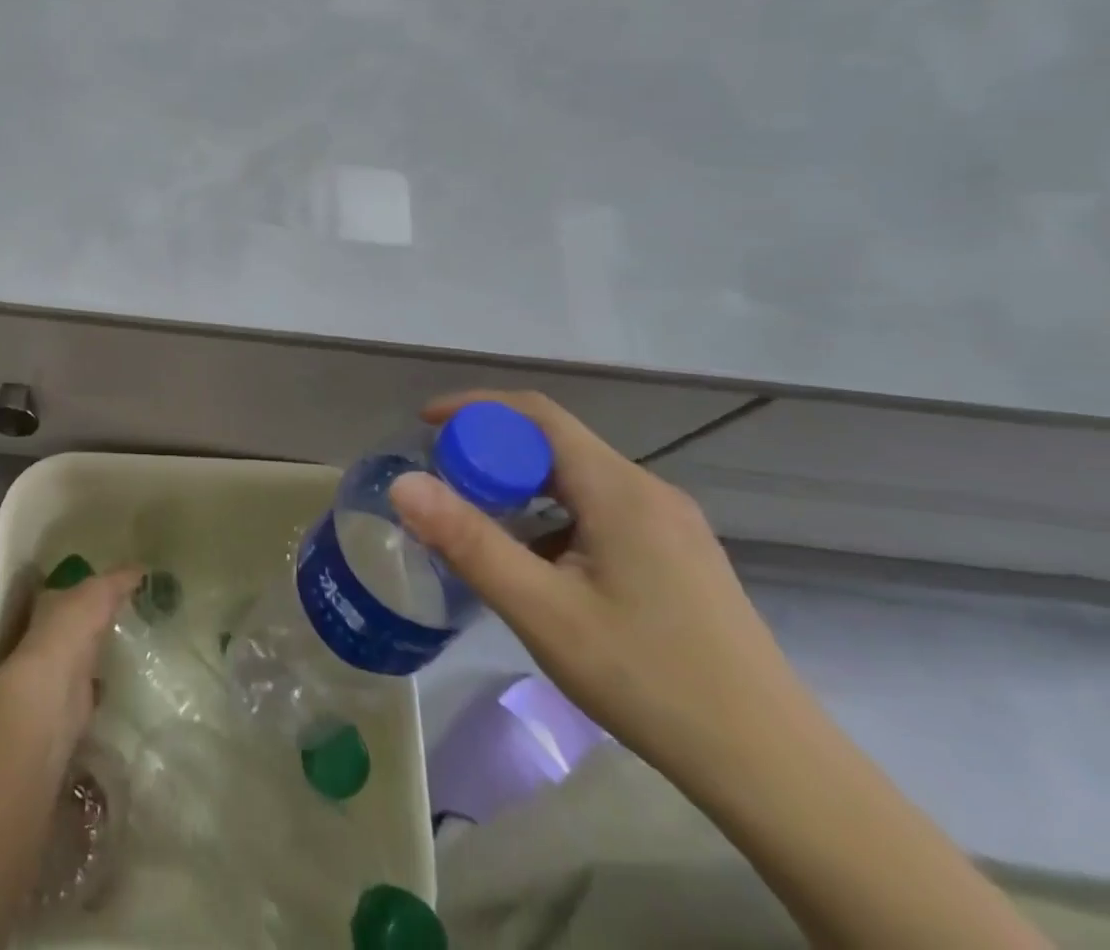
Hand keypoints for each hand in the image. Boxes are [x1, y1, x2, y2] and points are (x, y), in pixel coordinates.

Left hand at [0, 567, 141, 740]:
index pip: (72, 589)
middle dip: (102, 620)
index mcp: (52, 603)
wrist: (55, 691)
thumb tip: (142, 568)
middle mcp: (52, 633)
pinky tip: (132, 678)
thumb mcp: (99, 591)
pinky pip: (98, 686)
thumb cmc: (71, 629)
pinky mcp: (75, 699)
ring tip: (141, 646)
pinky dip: (111, 683)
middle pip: (80, 622)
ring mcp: (62, 668)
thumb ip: (119, 579)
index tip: (120, 587)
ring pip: (88, 653)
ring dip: (106, 652)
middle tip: (137, 616)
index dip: (93, 586)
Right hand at [389, 389, 807, 783]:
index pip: (536, 414)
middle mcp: (649, 492)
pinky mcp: (680, 558)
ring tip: (481, 527)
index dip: (475, 407)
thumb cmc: (650, 681)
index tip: (425, 425)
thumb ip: (469, 542)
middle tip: (443, 483)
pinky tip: (540, 570)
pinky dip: (554, 519)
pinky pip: (601, 513)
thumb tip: (403, 483)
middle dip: (492, 453)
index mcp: (619, 489)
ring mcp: (671, 526)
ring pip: (578, 482)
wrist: (777, 774)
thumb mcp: (543, 611)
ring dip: (522, 488)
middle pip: (556, 445)